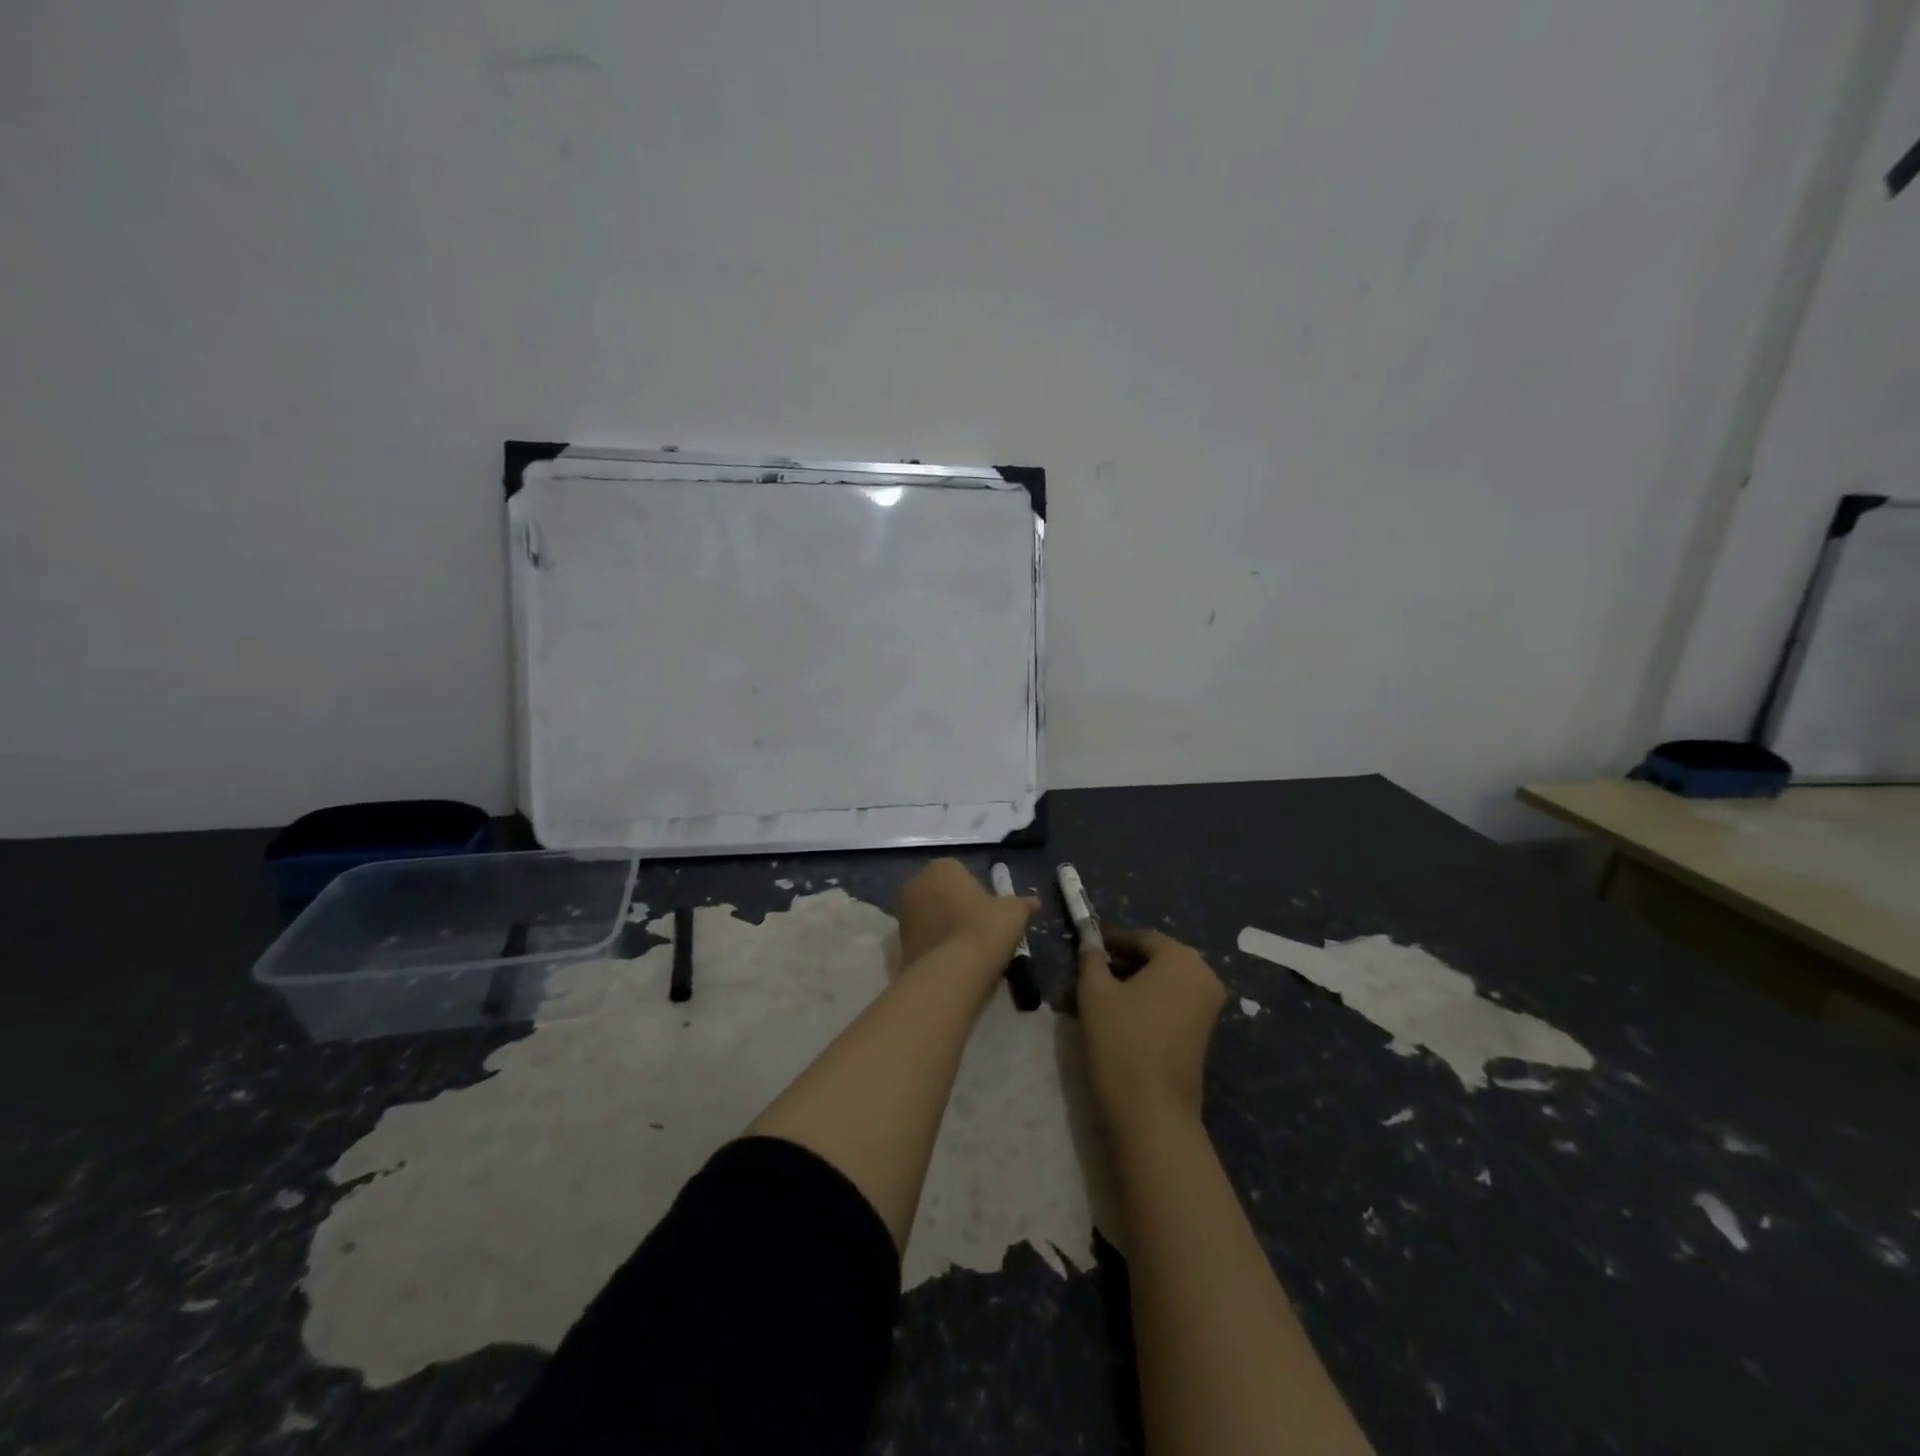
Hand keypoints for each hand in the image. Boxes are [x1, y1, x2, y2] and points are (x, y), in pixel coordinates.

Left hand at [895, 858, 1037, 967]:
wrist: (953, 972)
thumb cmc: (985, 929)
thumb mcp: (1014, 913)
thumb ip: (1023, 903)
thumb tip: (1034, 902)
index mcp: (942, 867)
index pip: (962, 874)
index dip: (979, 893)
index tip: (991, 914)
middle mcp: (916, 883)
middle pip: (943, 893)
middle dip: (957, 908)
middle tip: (981, 931)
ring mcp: (903, 913)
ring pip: (931, 916)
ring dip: (945, 927)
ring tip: (968, 950)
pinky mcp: (898, 942)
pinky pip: (923, 938)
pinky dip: (935, 946)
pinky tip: (953, 962)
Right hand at [1079, 929, 1226, 1128]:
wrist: (1152, 1110)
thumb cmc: (1122, 1040)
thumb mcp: (1095, 991)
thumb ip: (1091, 959)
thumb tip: (1089, 942)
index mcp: (1181, 958)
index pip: (1141, 938)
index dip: (1111, 941)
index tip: (1085, 948)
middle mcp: (1203, 976)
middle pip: (1156, 958)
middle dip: (1123, 961)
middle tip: (1090, 972)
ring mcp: (1208, 1006)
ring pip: (1164, 981)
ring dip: (1134, 982)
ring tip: (1100, 995)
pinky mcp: (1203, 1032)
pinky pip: (1173, 1001)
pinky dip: (1148, 1001)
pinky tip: (1121, 1015)